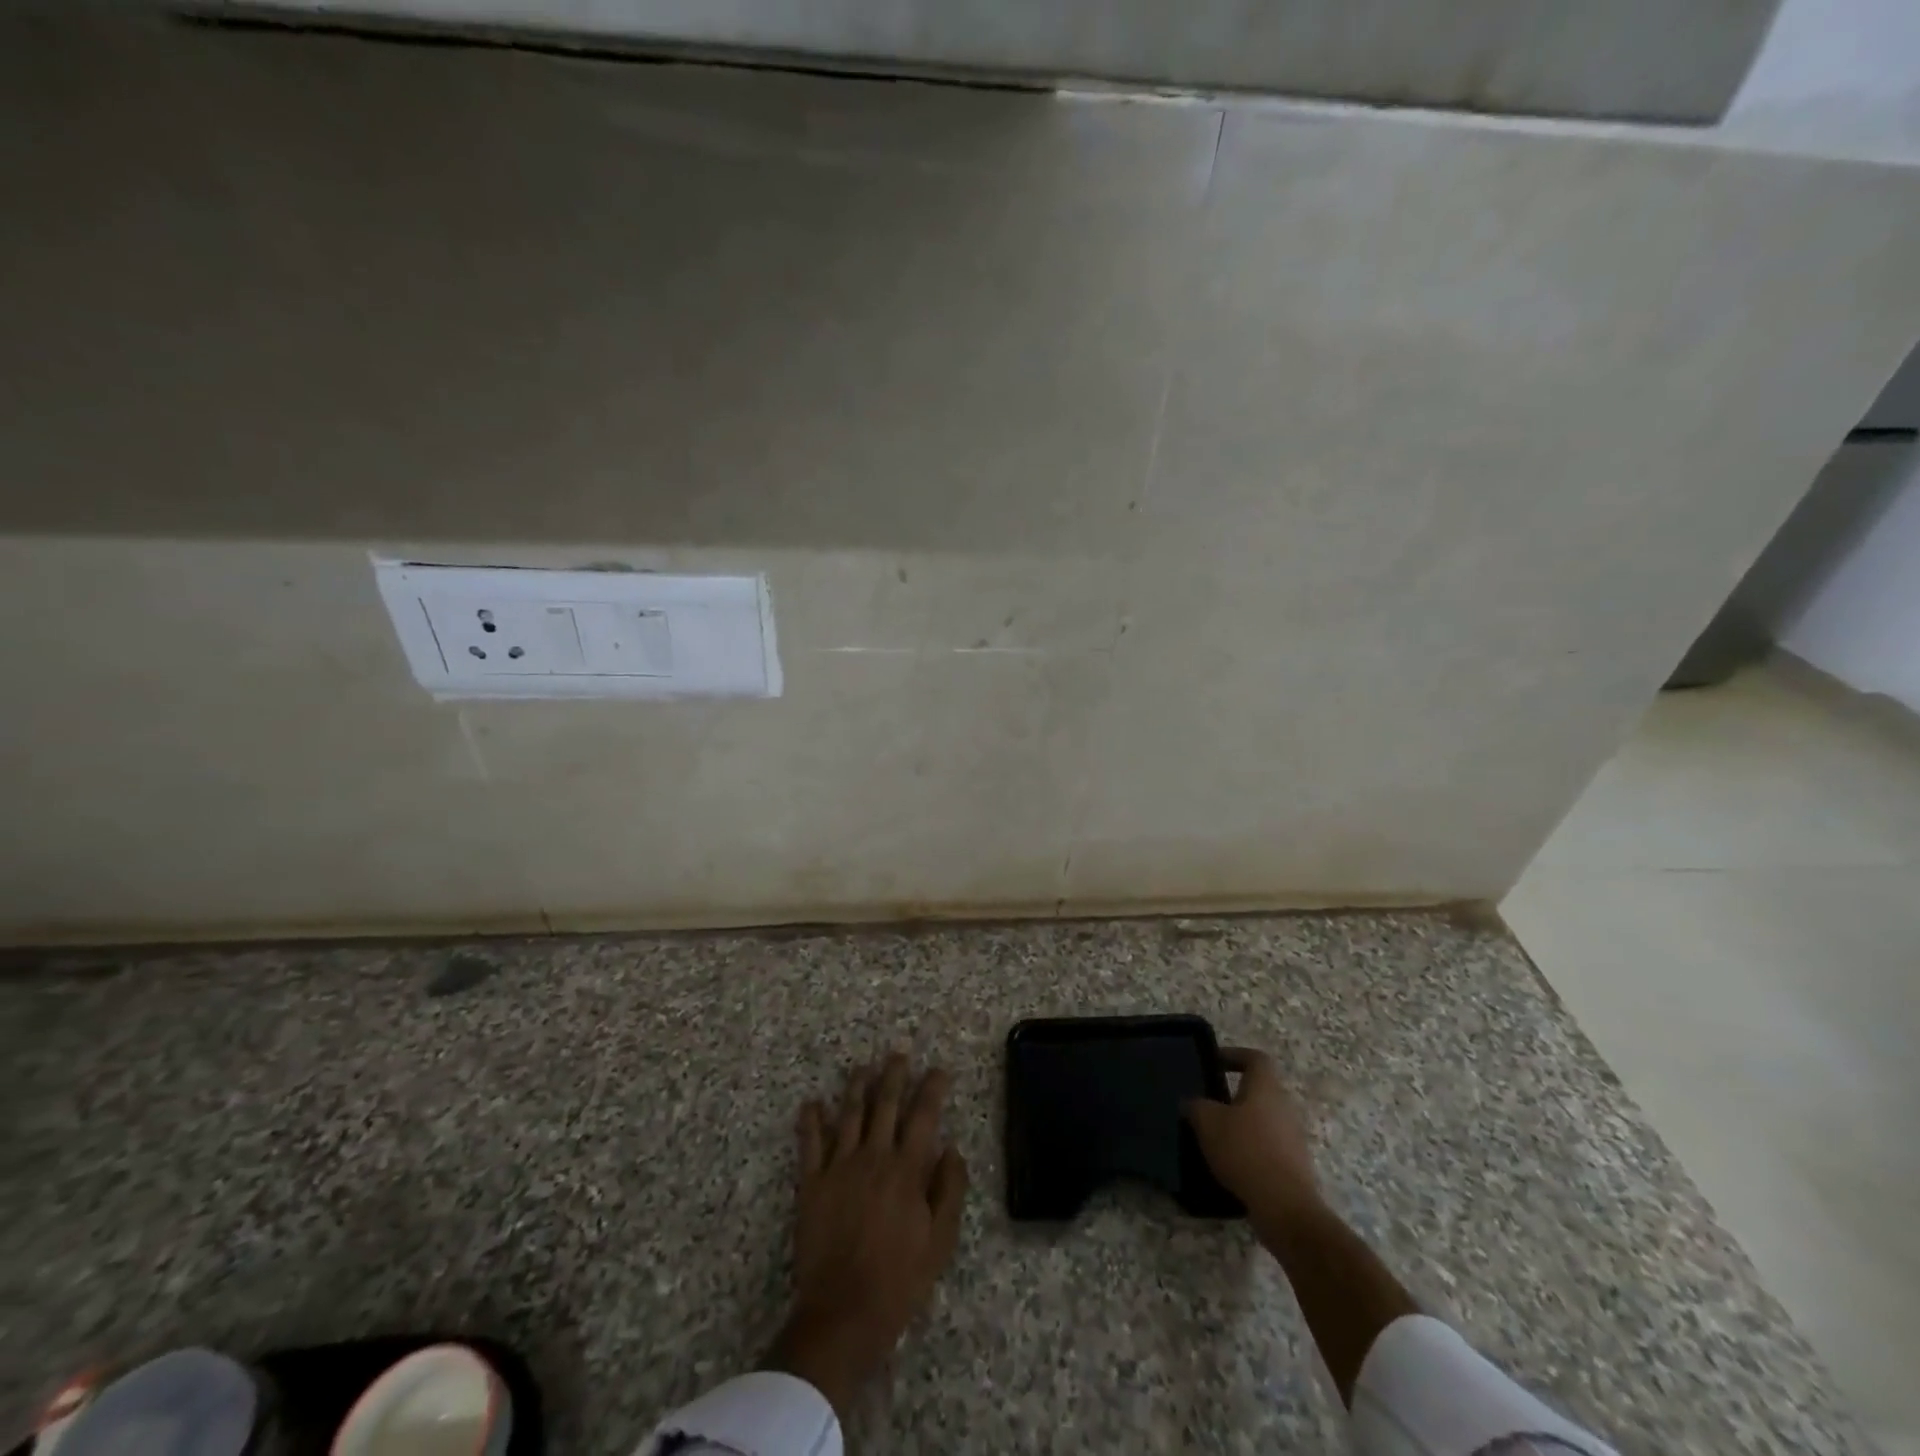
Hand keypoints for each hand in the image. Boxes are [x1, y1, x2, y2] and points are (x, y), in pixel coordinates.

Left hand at [766, 1054, 968, 1419]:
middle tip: (899, 1054)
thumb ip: (949, 1190)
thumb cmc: (899, 1280)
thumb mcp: (940, 1241)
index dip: (932, 1088)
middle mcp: (874, 1157)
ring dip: (857, 1087)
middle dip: (894, 1075)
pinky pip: (810, 1144)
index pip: (924, 1116)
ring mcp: (839, 1167)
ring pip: (849, 1114)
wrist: (843, 1312)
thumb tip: (951, 1148)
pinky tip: (812, 1103)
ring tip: (863, 1067)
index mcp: (907, 1169)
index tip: (939, 1069)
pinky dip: (810, 1121)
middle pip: (885, 1104)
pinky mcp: (812, 1184)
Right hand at [1183, 1047, 1323, 1229]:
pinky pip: (1268, 1147)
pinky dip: (1250, 1151)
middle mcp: (1284, 1106)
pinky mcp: (1295, 1166)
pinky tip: (1230, 1166)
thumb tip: (1192, 1103)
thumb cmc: (1245, 1151)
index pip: (1256, 1058)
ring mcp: (1293, 1138)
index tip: (1213, 1064)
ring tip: (1215, 1138)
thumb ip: (1196, 1106)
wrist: (1286, 1207)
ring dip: (1241, 1125)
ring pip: (1263, 1120)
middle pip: (1259, 1091)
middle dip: (1233, 1096)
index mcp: (1266, 1087)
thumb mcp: (1207, 1122)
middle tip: (1207, 1105)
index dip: (1234, 1055)